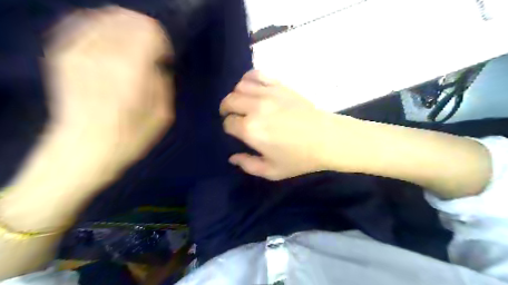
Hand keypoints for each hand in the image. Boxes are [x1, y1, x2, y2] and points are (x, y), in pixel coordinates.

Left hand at [41, 7, 171, 169]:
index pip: (149, 32)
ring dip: (125, 27)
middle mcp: (104, 56)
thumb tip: (157, 64)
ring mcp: (79, 53)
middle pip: (128, 19)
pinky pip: (82, 24)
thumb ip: (163, 83)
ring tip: (132, 46)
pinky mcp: (63, 56)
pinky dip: (100, 26)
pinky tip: (109, 40)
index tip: (164, 57)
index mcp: (132, 73)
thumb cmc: (130, 138)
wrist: (83, 149)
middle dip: (145, 31)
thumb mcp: (162, 116)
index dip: (162, 41)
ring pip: (106, 17)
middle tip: (151, 50)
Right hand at [221, 69, 357, 178]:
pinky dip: (248, 79)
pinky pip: (257, 74)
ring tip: (241, 103)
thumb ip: (248, 165)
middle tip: (232, 116)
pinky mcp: (279, 85)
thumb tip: (232, 158)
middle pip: (229, 101)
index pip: (228, 123)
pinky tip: (251, 88)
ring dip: (235, 95)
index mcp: (250, 130)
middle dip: (226, 109)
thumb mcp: (272, 171)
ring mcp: (268, 94)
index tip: (235, 131)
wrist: (327, 138)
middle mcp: (255, 108)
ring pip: (239, 86)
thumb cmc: (300, 158)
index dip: (229, 128)